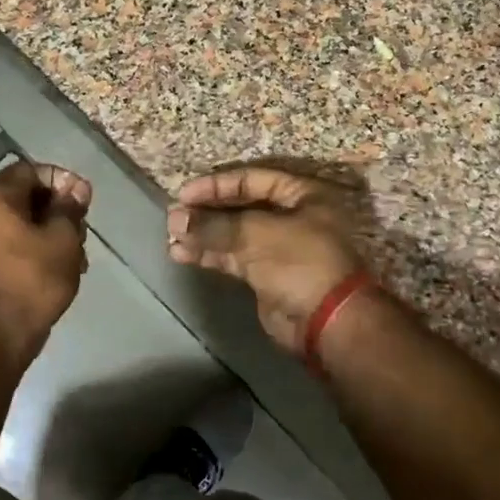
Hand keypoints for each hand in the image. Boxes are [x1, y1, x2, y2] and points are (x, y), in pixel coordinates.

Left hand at [0, 161, 91, 366]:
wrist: (4, 328)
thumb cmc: (35, 276)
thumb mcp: (63, 236)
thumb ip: (70, 207)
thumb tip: (77, 188)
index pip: (31, 170)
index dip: (62, 180)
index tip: (84, 201)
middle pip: (26, 194)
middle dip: (59, 208)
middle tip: (82, 229)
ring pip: (23, 220)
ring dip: (52, 230)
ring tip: (78, 253)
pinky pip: (14, 240)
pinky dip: (38, 246)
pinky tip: (64, 265)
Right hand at [167, 166, 366, 352]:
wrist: (327, 321)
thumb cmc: (299, 262)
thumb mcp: (255, 234)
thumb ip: (213, 224)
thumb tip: (175, 218)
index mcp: (303, 195)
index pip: (252, 179)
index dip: (216, 185)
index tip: (184, 194)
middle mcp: (292, 217)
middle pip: (241, 207)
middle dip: (206, 212)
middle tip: (174, 217)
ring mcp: (279, 248)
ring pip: (234, 235)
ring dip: (203, 236)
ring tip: (172, 238)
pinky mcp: (267, 275)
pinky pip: (233, 258)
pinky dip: (210, 255)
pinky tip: (183, 254)